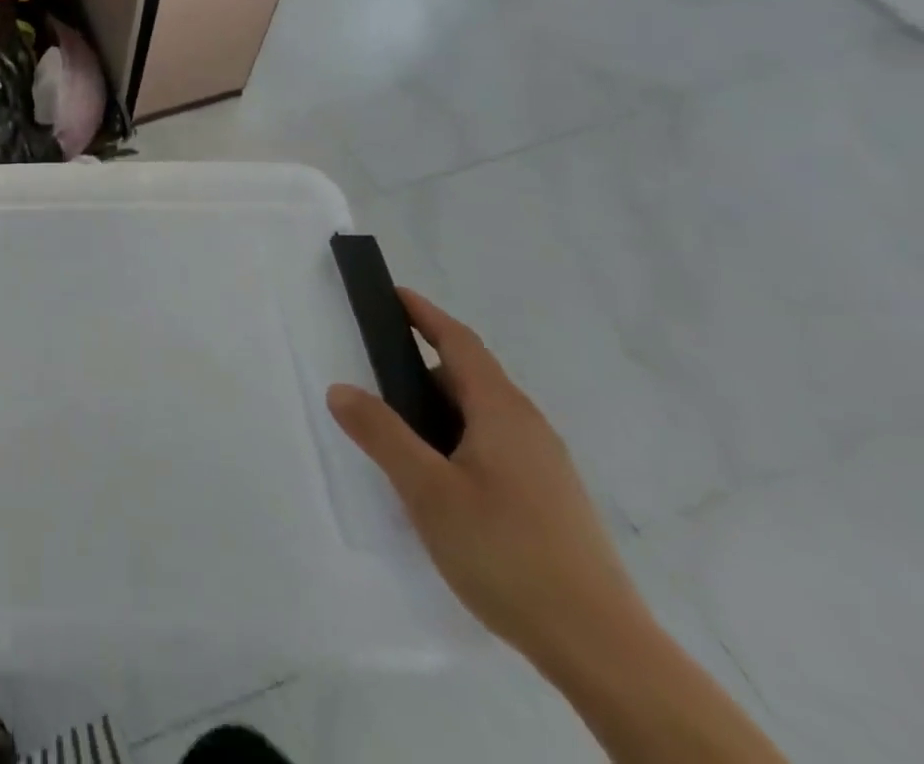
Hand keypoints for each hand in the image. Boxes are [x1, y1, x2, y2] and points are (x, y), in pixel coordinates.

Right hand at [326, 289, 646, 669]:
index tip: (392, 294)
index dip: (425, 315)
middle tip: (374, 378)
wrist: (604, 651)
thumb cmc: (507, 553)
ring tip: (398, 435)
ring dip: (437, 410)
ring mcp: (545, 468)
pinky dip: (457, 440)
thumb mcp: (427, 490)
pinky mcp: (550, 502)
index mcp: (503, 413)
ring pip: (481, 416)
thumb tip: (341, 388)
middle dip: (420, 368)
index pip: (459, 344)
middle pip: (469, 378)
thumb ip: (381, 434)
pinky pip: (493, 447)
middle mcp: (529, 429)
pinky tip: (438, 481)